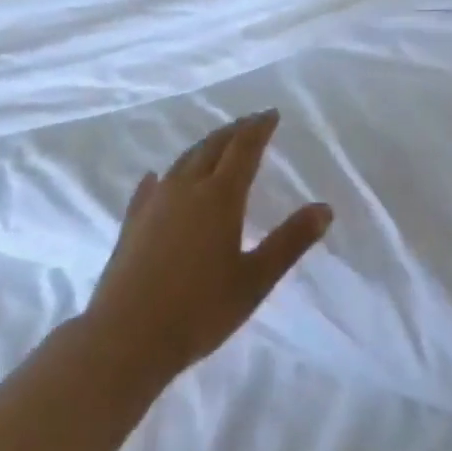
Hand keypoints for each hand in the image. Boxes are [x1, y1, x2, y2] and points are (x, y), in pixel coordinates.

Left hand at [84, 110, 331, 382]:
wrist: (126, 337)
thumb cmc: (199, 309)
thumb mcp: (255, 279)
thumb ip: (290, 241)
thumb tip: (325, 208)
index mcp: (220, 196)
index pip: (244, 149)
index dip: (259, 128)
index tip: (271, 114)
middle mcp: (187, 188)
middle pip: (212, 147)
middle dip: (234, 131)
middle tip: (249, 123)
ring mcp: (155, 202)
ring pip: (183, 161)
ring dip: (203, 146)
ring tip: (216, 143)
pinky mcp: (132, 222)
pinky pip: (150, 186)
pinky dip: (163, 175)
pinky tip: (157, 177)